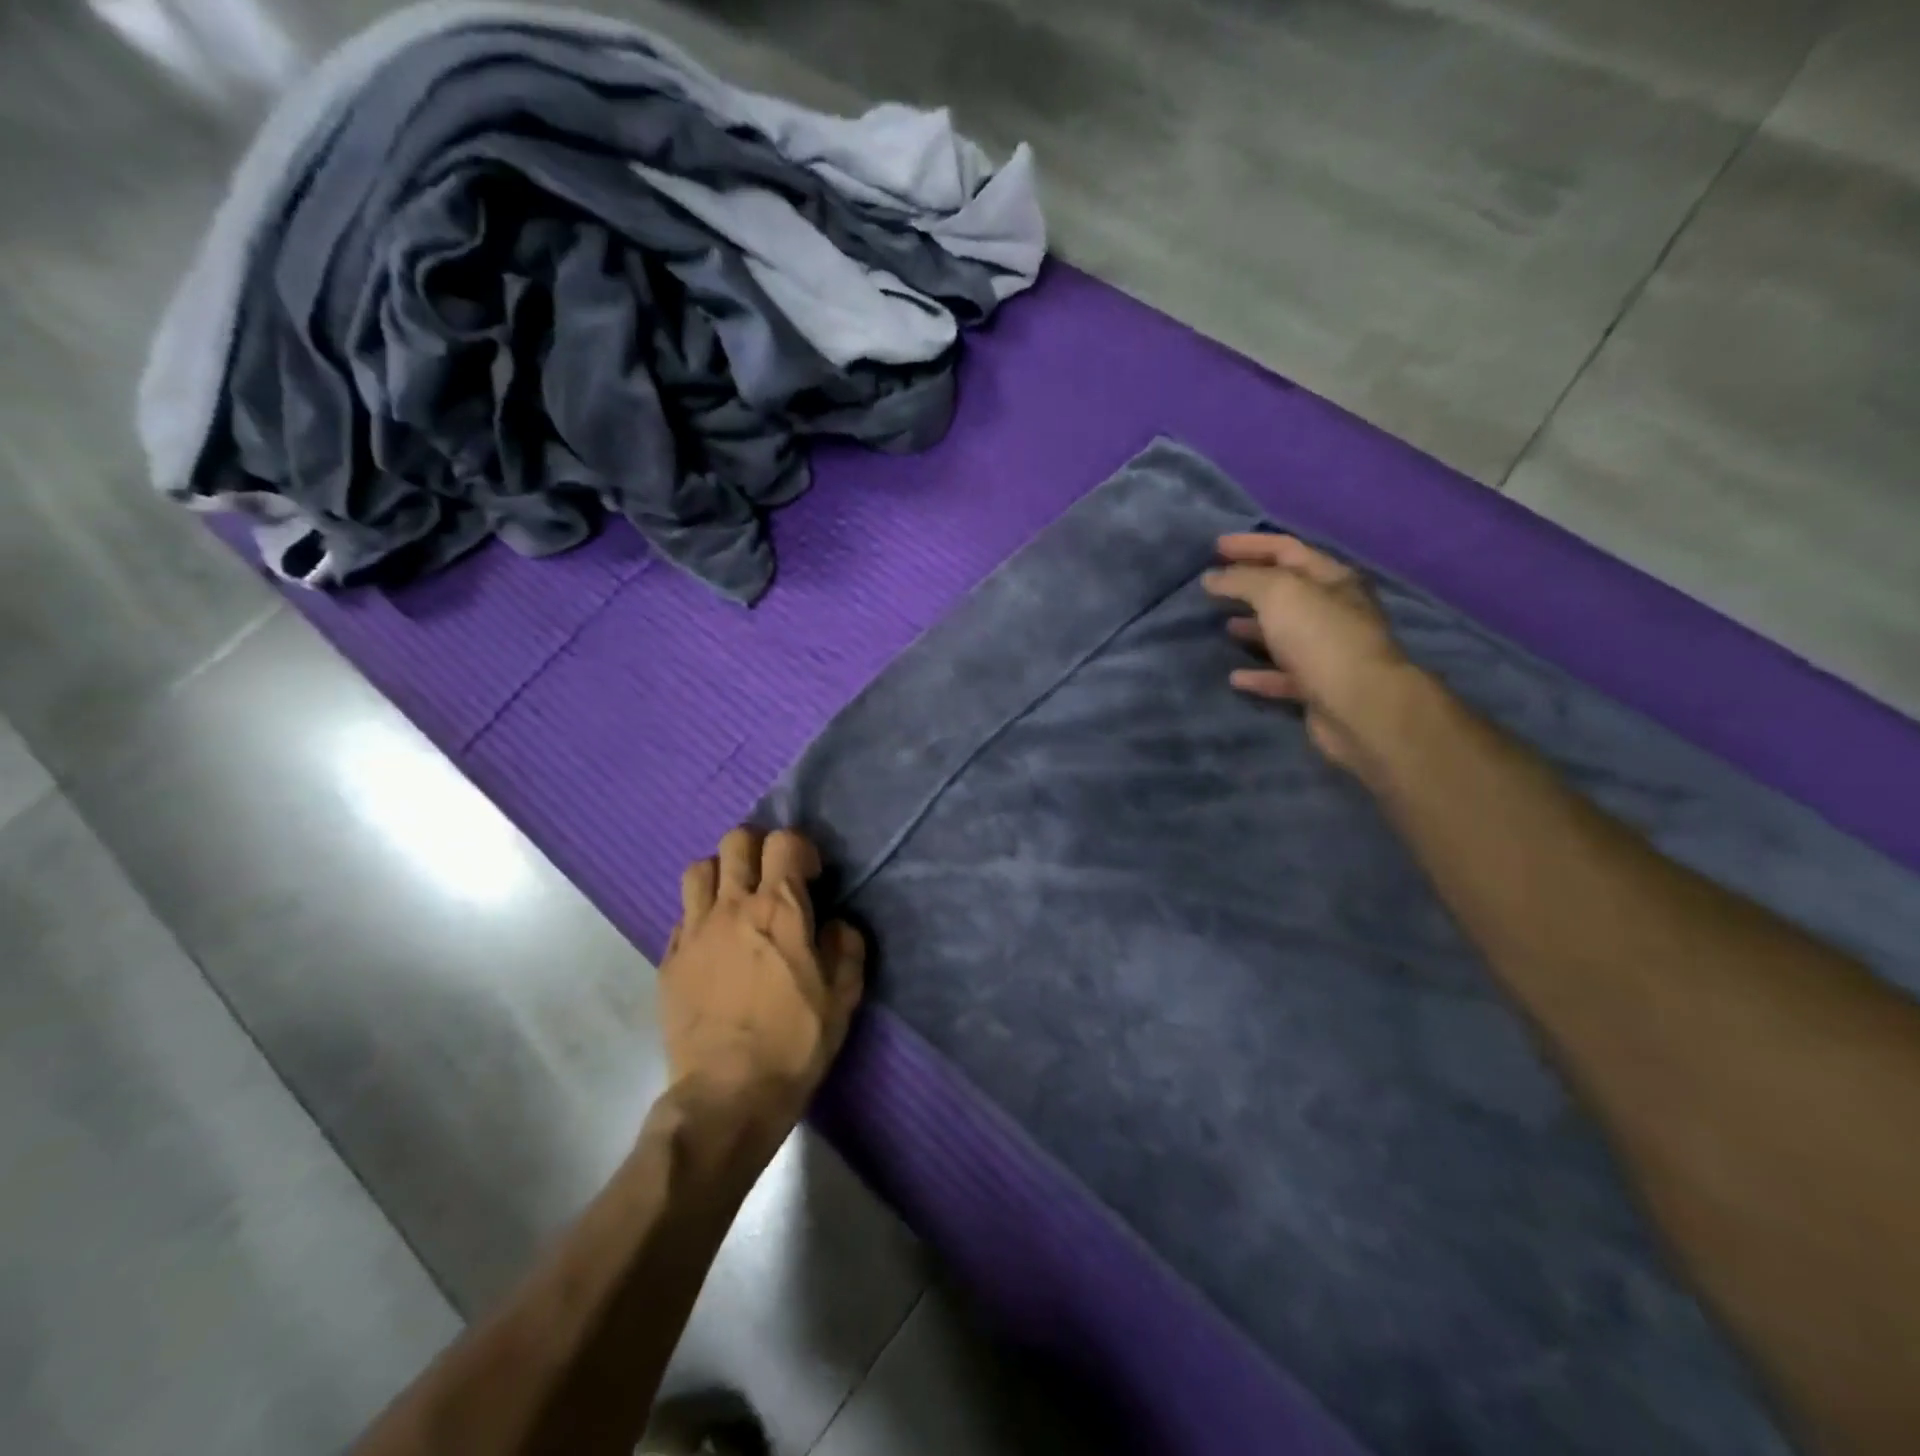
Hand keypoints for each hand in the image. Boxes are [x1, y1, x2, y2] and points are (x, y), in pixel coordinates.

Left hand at [660, 827, 865, 1117]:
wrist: (727, 1095)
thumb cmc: (794, 1042)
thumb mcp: (842, 997)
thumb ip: (846, 947)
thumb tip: (836, 924)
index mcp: (780, 909)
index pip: (784, 841)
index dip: (801, 849)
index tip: (810, 878)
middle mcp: (733, 907)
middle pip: (736, 841)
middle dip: (758, 848)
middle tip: (772, 879)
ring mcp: (695, 931)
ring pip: (698, 869)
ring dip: (721, 874)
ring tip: (735, 901)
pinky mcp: (669, 959)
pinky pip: (682, 915)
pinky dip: (700, 916)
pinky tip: (713, 944)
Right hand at [1202, 533, 1413, 772]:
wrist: (1359, 706)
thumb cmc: (1321, 638)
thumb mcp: (1279, 594)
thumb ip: (1243, 580)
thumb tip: (1212, 577)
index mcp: (1332, 579)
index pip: (1287, 550)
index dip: (1251, 545)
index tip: (1215, 547)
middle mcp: (1335, 611)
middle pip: (1287, 591)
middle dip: (1250, 585)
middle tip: (1215, 585)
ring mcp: (1328, 651)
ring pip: (1284, 633)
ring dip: (1254, 627)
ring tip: (1223, 626)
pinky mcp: (1318, 688)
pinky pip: (1282, 675)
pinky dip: (1259, 674)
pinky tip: (1235, 677)